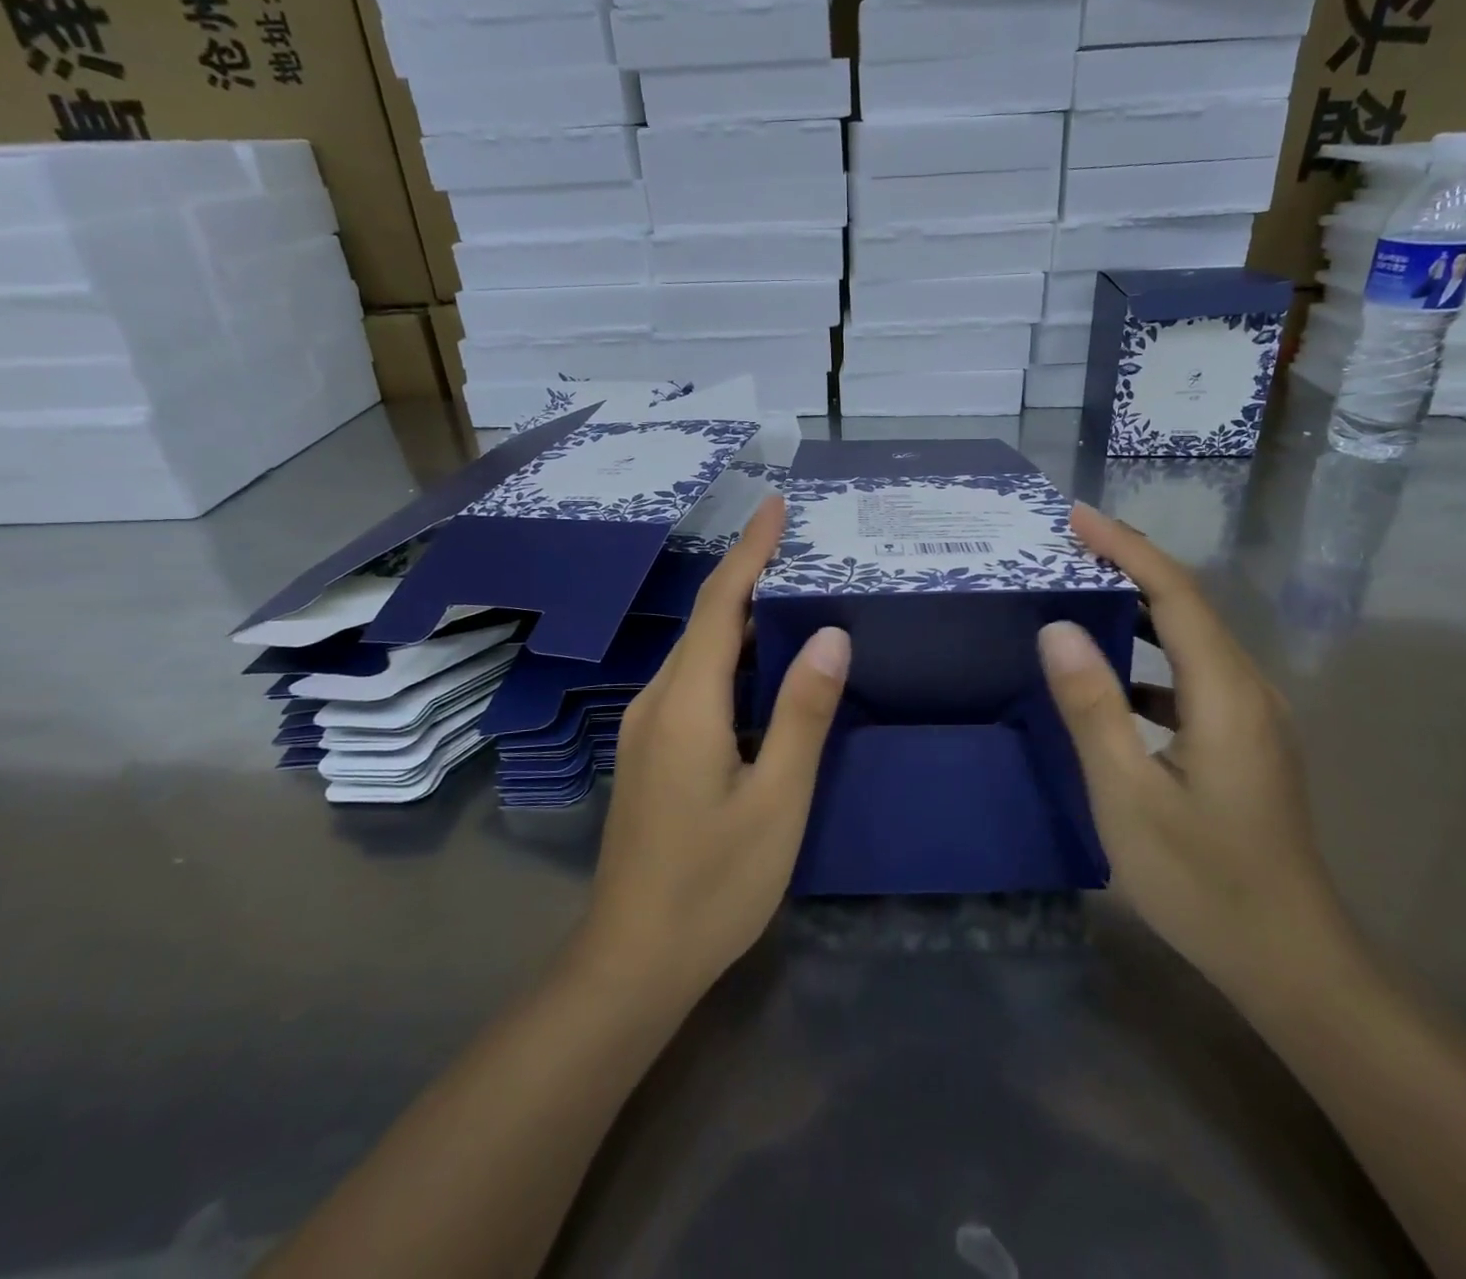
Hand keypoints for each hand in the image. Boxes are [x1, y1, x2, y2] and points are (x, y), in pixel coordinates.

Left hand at [577, 496, 850, 1007]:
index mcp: (686, 703)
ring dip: (741, 615)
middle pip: (706, 620)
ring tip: (792, 592)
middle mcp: (657, 701)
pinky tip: (763, 665)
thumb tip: (831, 635)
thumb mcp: (777, 800)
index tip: (776, 505)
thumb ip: (802, 713)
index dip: (750, 550)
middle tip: (800, 545)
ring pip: (699, 651)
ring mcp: (646, 727)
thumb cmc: (714, 883)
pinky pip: (693, 680)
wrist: (634, 959)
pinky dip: (731, 654)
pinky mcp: (651, 750)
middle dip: (749, 574)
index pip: (722, 604)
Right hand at [1038, 505, 1360, 1011]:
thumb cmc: (1202, 879)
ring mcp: (1254, 717)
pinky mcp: (1247, 741)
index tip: (1077, 516)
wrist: (1290, 959)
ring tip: (1085, 591)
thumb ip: (1092, 706)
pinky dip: (1152, 655)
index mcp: (1225, 693)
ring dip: (1141, 607)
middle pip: (1190, 605)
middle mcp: (1249, 690)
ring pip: (1194, 639)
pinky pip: (1194, 675)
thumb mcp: (1127, 794)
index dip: (1126, 547)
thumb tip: (1058, 628)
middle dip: (1131, 565)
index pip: (1175, 593)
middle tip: (1071, 545)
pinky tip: (1116, 676)